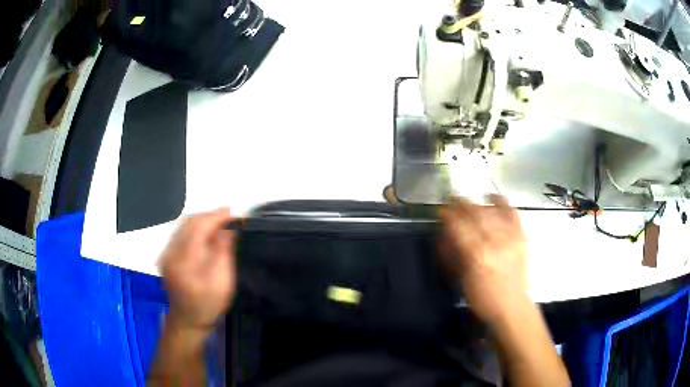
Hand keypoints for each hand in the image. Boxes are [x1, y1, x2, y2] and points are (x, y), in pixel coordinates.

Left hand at [159, 208, 236, 331]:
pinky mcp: (166, 255)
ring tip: (219, 223)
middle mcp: (170, 253)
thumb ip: (223, 253)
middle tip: (228, 217)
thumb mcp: (222, 282)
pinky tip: (204, 233)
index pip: (198, 228)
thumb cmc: (208, 304)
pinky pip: (179, 233)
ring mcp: (165, 254)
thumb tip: (227, 230)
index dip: (215, 217)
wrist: (187, 320)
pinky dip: (193, 228)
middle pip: (189, 223)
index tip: (232, 212)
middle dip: (209, 216)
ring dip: (201, 221)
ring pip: (183, 226)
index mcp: (184, 261)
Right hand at [439, 195, 528, 323]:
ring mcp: (510, 237)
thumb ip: (455, 255)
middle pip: (476, 214)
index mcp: (477, 255)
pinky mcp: (521, 237)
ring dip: (478, 202)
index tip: (441, 209)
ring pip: (493, 211)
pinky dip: (503, 202)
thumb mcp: (463, 279)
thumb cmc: (483, 298)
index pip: (460, 227)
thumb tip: (445, 236)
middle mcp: (495, 242)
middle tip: (452, 198)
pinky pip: (513, 213)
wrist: (511, 306)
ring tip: (469, 199)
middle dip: (461, 203)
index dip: (448, 215)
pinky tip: (494, 197)